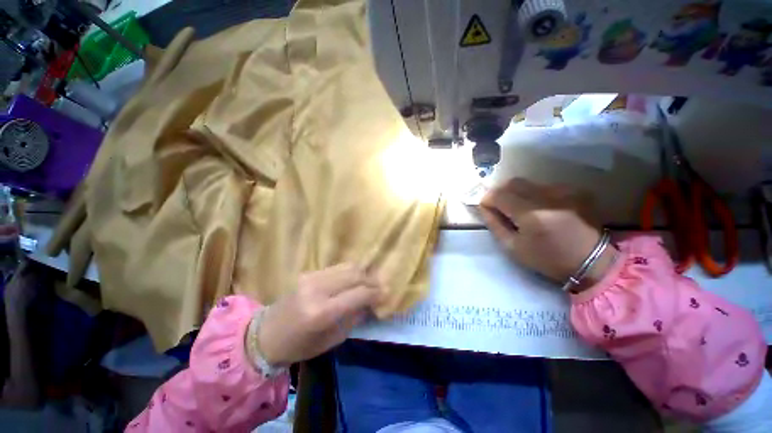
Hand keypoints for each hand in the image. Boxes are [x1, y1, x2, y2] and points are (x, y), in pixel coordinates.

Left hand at [256, 264, 383, 365]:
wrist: (267, 334)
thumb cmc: (300, 346)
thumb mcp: (332, 339)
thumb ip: (354, 318)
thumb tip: (372, 303)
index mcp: (321, 312)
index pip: (358, 294)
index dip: (375, 293)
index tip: (386, 294)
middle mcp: (317, 289)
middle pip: (355, 275)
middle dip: (372, 280)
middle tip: (382, 286)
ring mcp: (312, 277)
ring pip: (348, 267)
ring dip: (363, 273)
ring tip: (371, 281)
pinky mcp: (309, 272)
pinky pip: (338, 267)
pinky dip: (351, 272)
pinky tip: (356, 279)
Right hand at [479, 178, 614, 289]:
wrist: (593, 262)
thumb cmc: (548, 259)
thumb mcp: (513, 247)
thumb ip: (495, 224)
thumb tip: (484, 207)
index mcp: (530, 214)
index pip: (499, 195)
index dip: (487, 199)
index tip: (485, 207)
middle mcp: (547, 196)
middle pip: (513, 183)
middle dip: (501, 192)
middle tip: (499, 206)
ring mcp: (564, 191)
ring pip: (528, 183)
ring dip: (518, 193)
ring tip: (520, 209)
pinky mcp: (575, 190)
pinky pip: (545, 186)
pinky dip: (535, 194)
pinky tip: (541, 208)